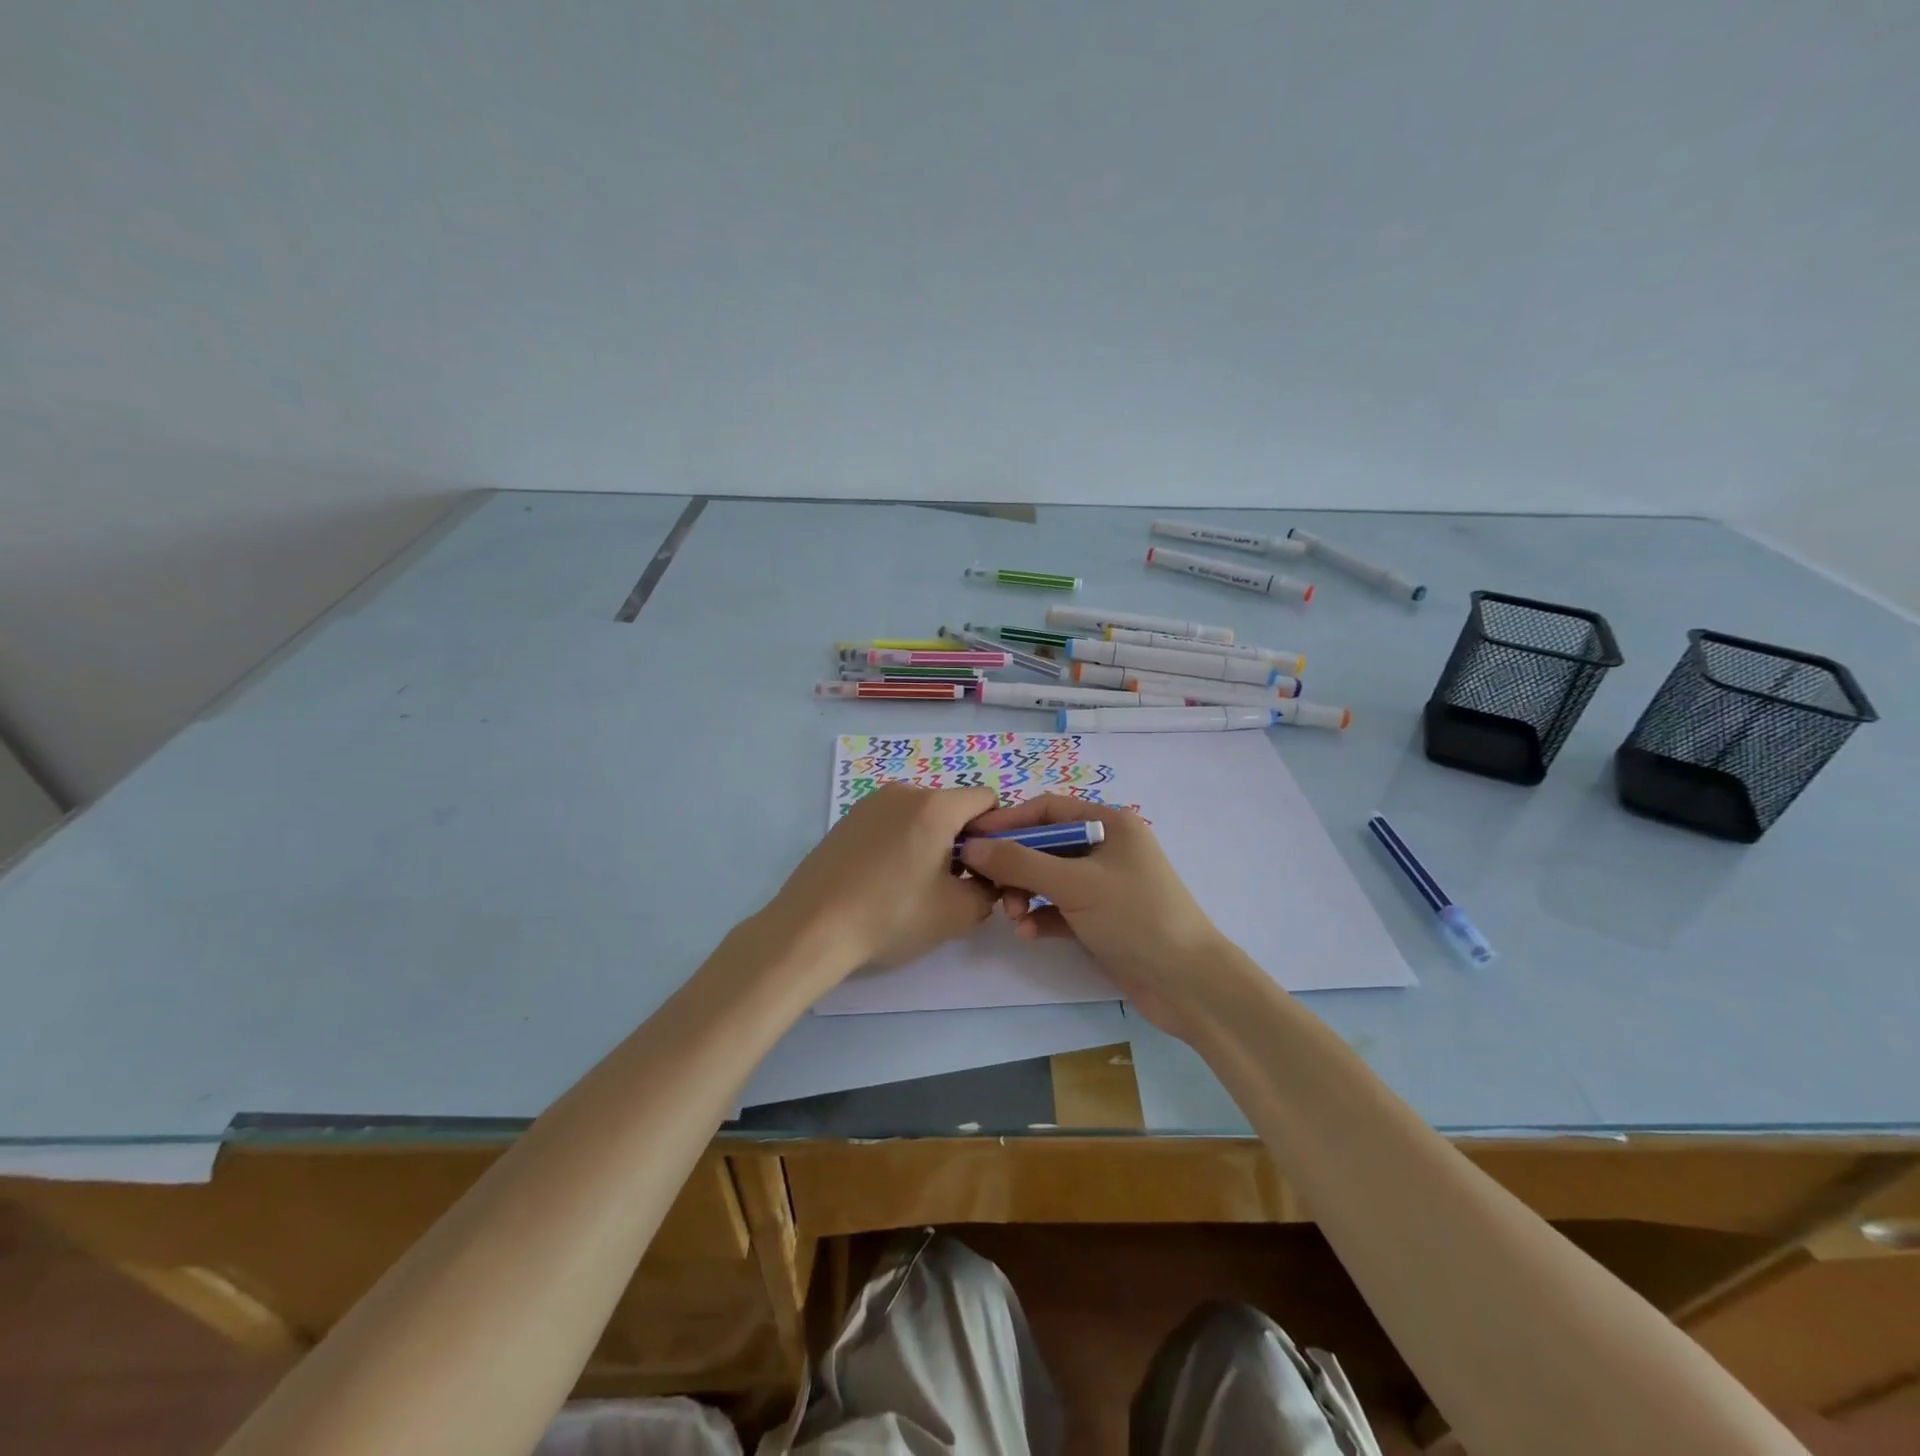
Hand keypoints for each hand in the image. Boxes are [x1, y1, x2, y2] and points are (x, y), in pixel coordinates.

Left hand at [762, 784, 998, 983]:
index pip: (987, 799)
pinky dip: (899, 844)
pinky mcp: (847, 819)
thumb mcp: (958, 913)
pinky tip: (882, 881)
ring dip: (929, 843)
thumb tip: (986, 880)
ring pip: (920, 816)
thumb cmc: (891, 916)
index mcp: (935, 806)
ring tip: (911, 887)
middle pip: (952, 807)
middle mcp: (904, 792)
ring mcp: (870, 803)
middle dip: (961, 841)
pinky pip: (890, 823)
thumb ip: (989, 890)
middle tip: (949, 885)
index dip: (995, 832)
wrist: (812, 928)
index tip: (983, 868)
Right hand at [958, 795, 1244, 1035]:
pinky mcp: (1102, 919)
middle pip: (1045, 845)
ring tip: (1014, 916)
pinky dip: (1042, 916)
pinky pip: (1060, 908)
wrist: (1188, 983)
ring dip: (1025, 894)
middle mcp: (1107, 848)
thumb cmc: (1135, 917)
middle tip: (989, 887)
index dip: (1008, 821)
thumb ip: (1020, 862)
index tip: (971, 838)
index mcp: (1110, 823)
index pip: (1047, 809)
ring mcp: (1105, 885)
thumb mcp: (1074, 884)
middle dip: (1015, 865)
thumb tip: (971, 847)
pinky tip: (1029, 933)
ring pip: (1049, 879)